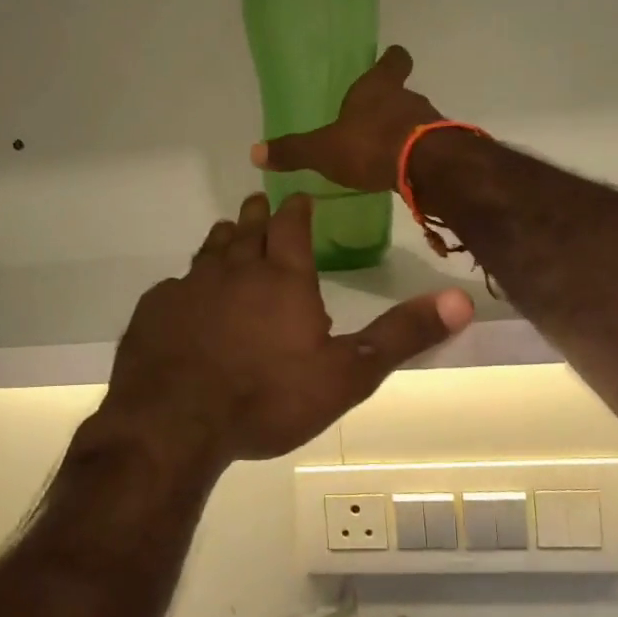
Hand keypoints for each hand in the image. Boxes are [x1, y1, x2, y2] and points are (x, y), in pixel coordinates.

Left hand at [102, 193, 472, 468]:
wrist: (176, 421)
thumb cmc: (268, 397)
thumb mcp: (347, 374)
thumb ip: (402, 335)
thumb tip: (461, 300)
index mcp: (282, 278)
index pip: (292, 226)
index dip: (297, 208)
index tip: (299, 195)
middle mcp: (235, 270)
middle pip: (248, 229)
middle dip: (258, 213)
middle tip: (260, 200)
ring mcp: (190, 287)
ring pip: (209, 250)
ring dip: (223, 238)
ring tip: (228, 230)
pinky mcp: (156, 310)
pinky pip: (175, 286)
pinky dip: (187, 283)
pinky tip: (184, 294)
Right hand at [250, 46, 441, 193]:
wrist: (427, 168)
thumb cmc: (370, 145)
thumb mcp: (324, 150)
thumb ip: (293, 151)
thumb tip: (255, 152)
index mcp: (377, 88)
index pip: (393, 61)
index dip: (391, 60)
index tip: (389, 59)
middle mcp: (407, 98)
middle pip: (403, 92)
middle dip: (389, 104)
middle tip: (372, 119)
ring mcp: (430, 122)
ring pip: (415, 119)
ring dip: (402, 131)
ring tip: (385, 151)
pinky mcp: (444, 148)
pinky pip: (427, 146)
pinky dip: (415, 155)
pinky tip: (402, 171)